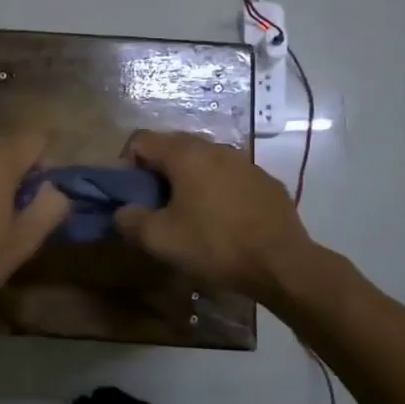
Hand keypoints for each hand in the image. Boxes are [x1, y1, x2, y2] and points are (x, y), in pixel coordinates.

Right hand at [114, 130, 314, 301]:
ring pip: (203, 162)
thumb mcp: (160, 239)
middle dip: (157, 173)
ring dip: (188, 182)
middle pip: (172, 148)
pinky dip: (217, 191)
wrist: (282, 263)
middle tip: (155, 207)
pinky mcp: (265, 181)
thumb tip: (122, 211)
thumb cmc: (215, 245)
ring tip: (189, 215)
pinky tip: (222, 222)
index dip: (126, 164)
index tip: (130, 195)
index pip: (141, 140)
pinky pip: (229, 177)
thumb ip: (130, 220)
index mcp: (185, 154)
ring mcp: (244, 161)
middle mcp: (214, 147)